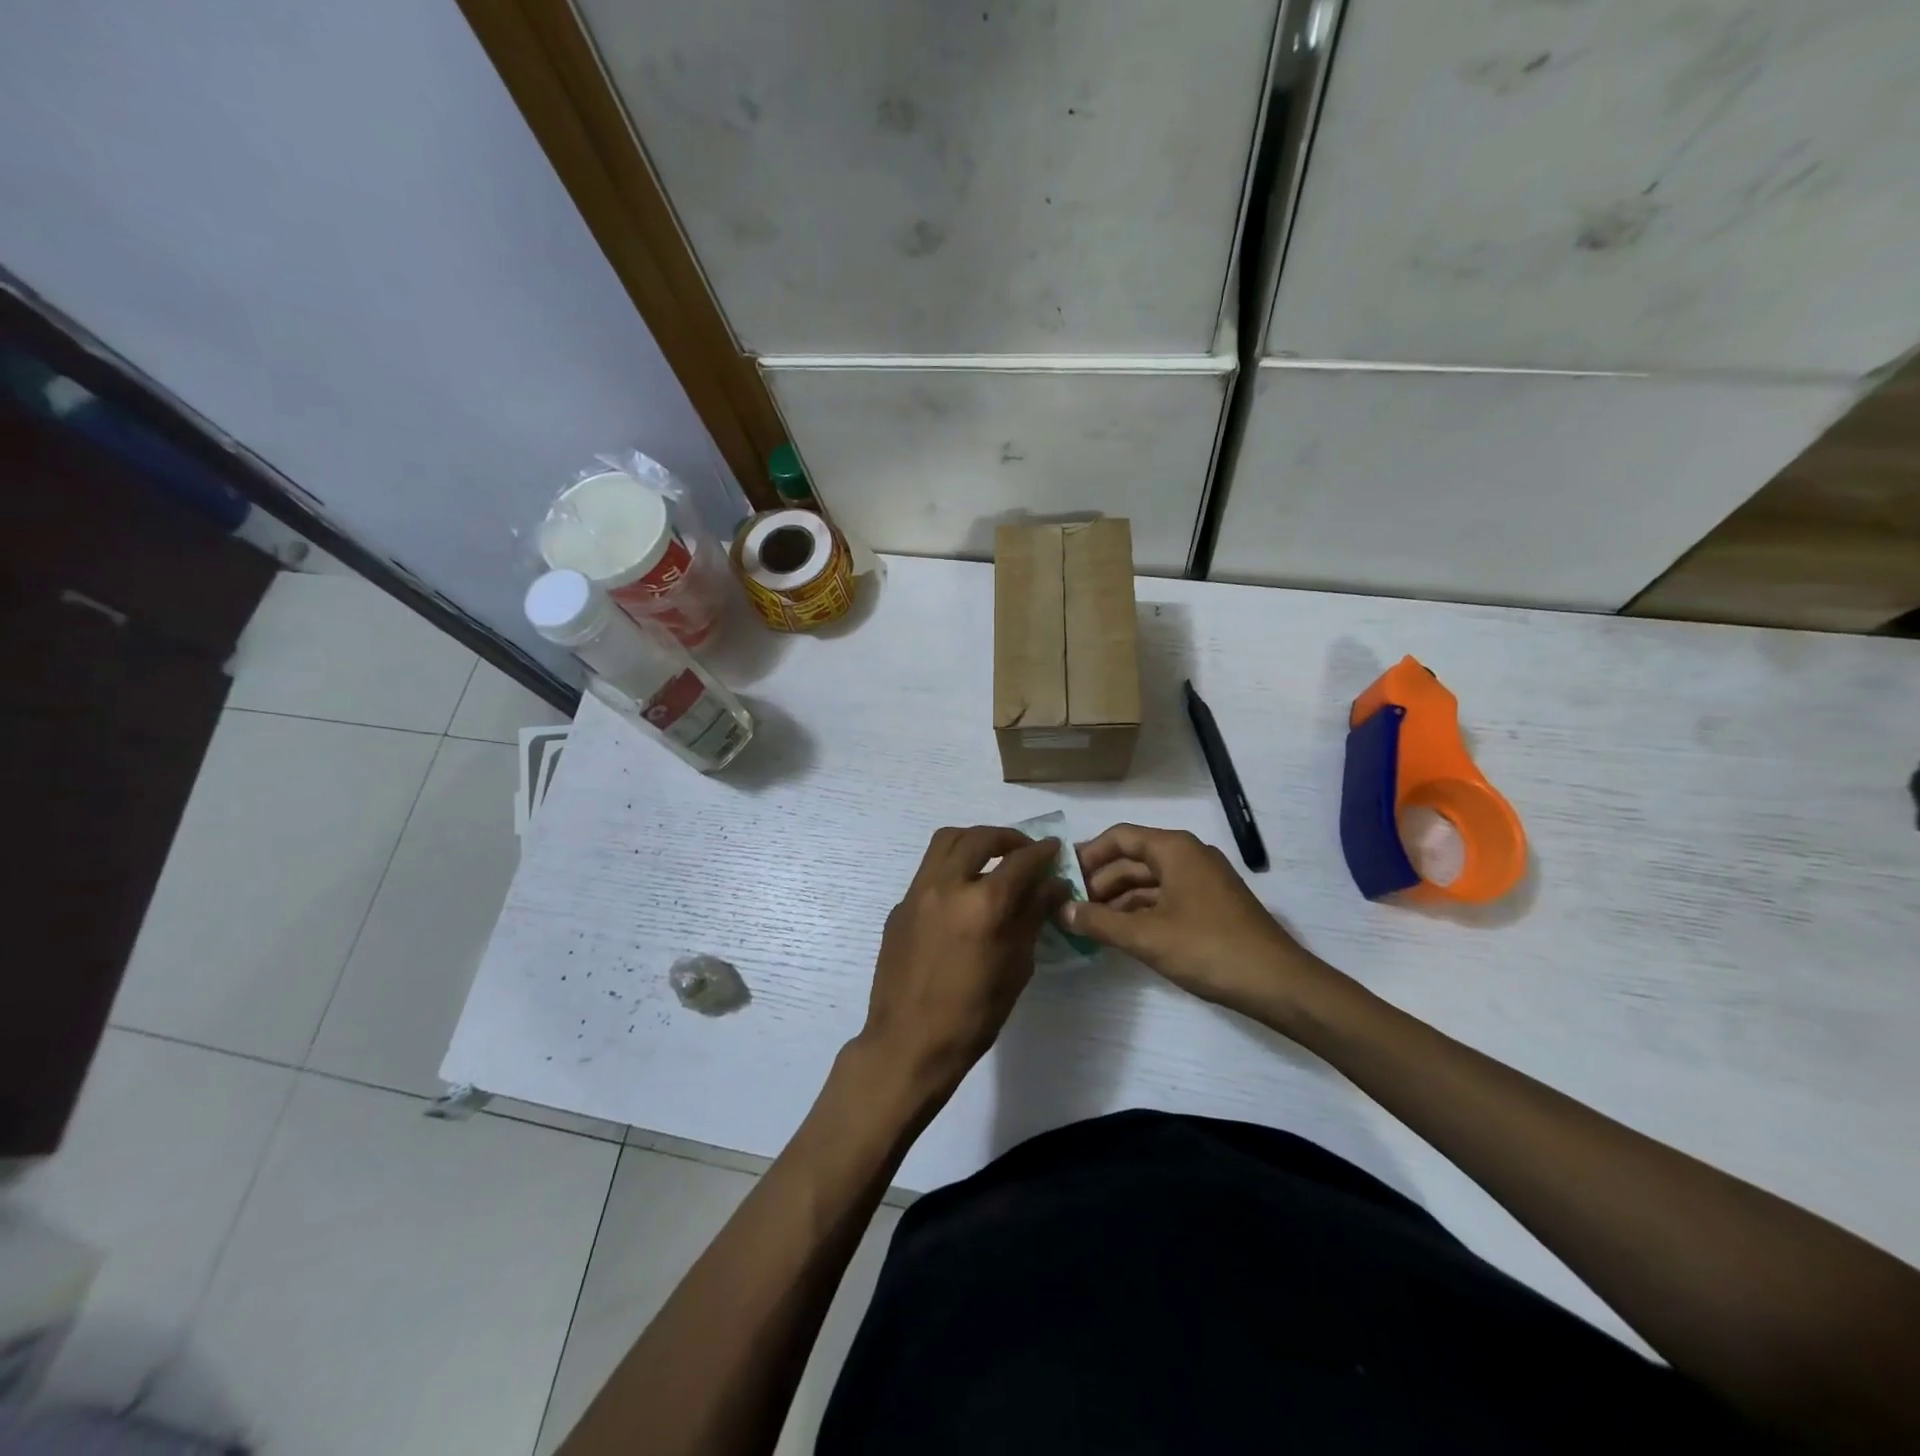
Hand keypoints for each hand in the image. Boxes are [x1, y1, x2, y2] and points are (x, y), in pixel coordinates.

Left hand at [855, 826, 1070, 1104]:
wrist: (908, 1043)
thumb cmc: (972, 1015)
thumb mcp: (1016, 967)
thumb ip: (1032, 917)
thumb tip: (1051, 885)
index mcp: (983, 904)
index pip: (1021, 861)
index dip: (1043, 852)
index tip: (1054, 850)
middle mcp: (947, 885)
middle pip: (979, 837)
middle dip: (1008, 838)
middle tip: (1024, 851)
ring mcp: (917, 892)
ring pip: (946, 842)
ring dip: (974, 841)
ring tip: (992, 858)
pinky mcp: (900, 906)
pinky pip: (929, 870)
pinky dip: (951, 867)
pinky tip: (963, 894)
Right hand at [1064, 823, 1338, 1020]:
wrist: (1278, 984)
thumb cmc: (1209, 949)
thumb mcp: (1146, 937)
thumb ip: (1099, 922)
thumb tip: (1062, 910)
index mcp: (1175, 849)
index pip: (1119, 837)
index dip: (1087, 854)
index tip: (1062, 877)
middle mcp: (1188, 856)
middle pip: (1132, 859)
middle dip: (1099, 881)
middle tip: (1069, 906)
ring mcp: (1202, 881)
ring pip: (1148, 882)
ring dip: (1117, 900)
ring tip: (1088, 924)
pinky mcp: (1210, 906)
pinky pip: (1164, 899)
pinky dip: (1139, 912)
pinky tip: (1120, 935)